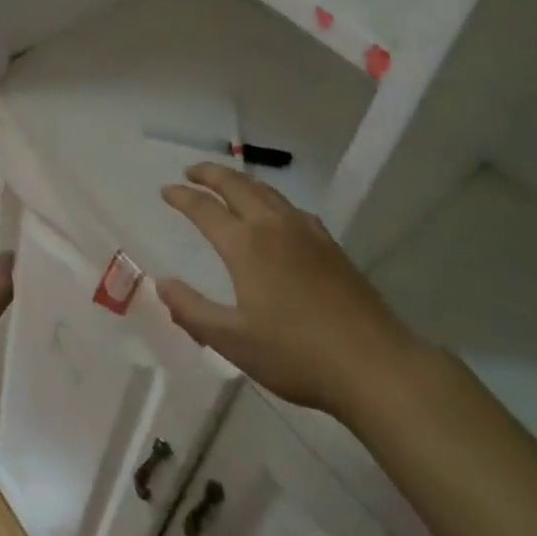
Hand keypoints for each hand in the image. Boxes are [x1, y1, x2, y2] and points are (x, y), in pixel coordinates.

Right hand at [158, 163, 425, 418]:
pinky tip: (277, 214)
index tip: (166, 190)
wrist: (373, 364)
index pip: (205, 209)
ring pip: (268, 192)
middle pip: (237, 186)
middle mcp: (274, 227)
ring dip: (241, 181)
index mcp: (245, 245)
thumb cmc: (295, 354)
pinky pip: (292, 208)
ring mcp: (307, 233)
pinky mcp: (331, 246)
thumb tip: (162, 284)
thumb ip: (192, 311)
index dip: (182, 197)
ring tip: (228, 183)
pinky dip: (272, 199)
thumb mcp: (232, 341)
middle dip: (211, 174)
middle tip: (192, 171)